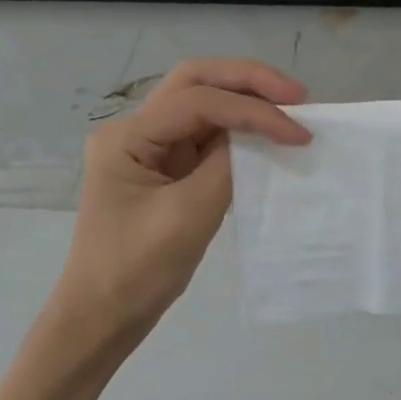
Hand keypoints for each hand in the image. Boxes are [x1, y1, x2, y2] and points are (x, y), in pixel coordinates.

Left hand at [52, 59, 308, 352]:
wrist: (101, 317)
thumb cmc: (136, 271)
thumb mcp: (188, 217)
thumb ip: (227, 167)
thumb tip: (262, 136)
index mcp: (127, 136)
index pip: (198, 101)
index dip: (253, 110)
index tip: (298, 134)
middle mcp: (135, 130)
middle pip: (196, 82)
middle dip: (249, 81)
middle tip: (297, 96)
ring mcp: (149, 147)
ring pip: (202, 103)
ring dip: (246, 101)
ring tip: (290, 110)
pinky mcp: (165, 169)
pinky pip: (206, 136)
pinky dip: (239, 131)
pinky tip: (266, 137)